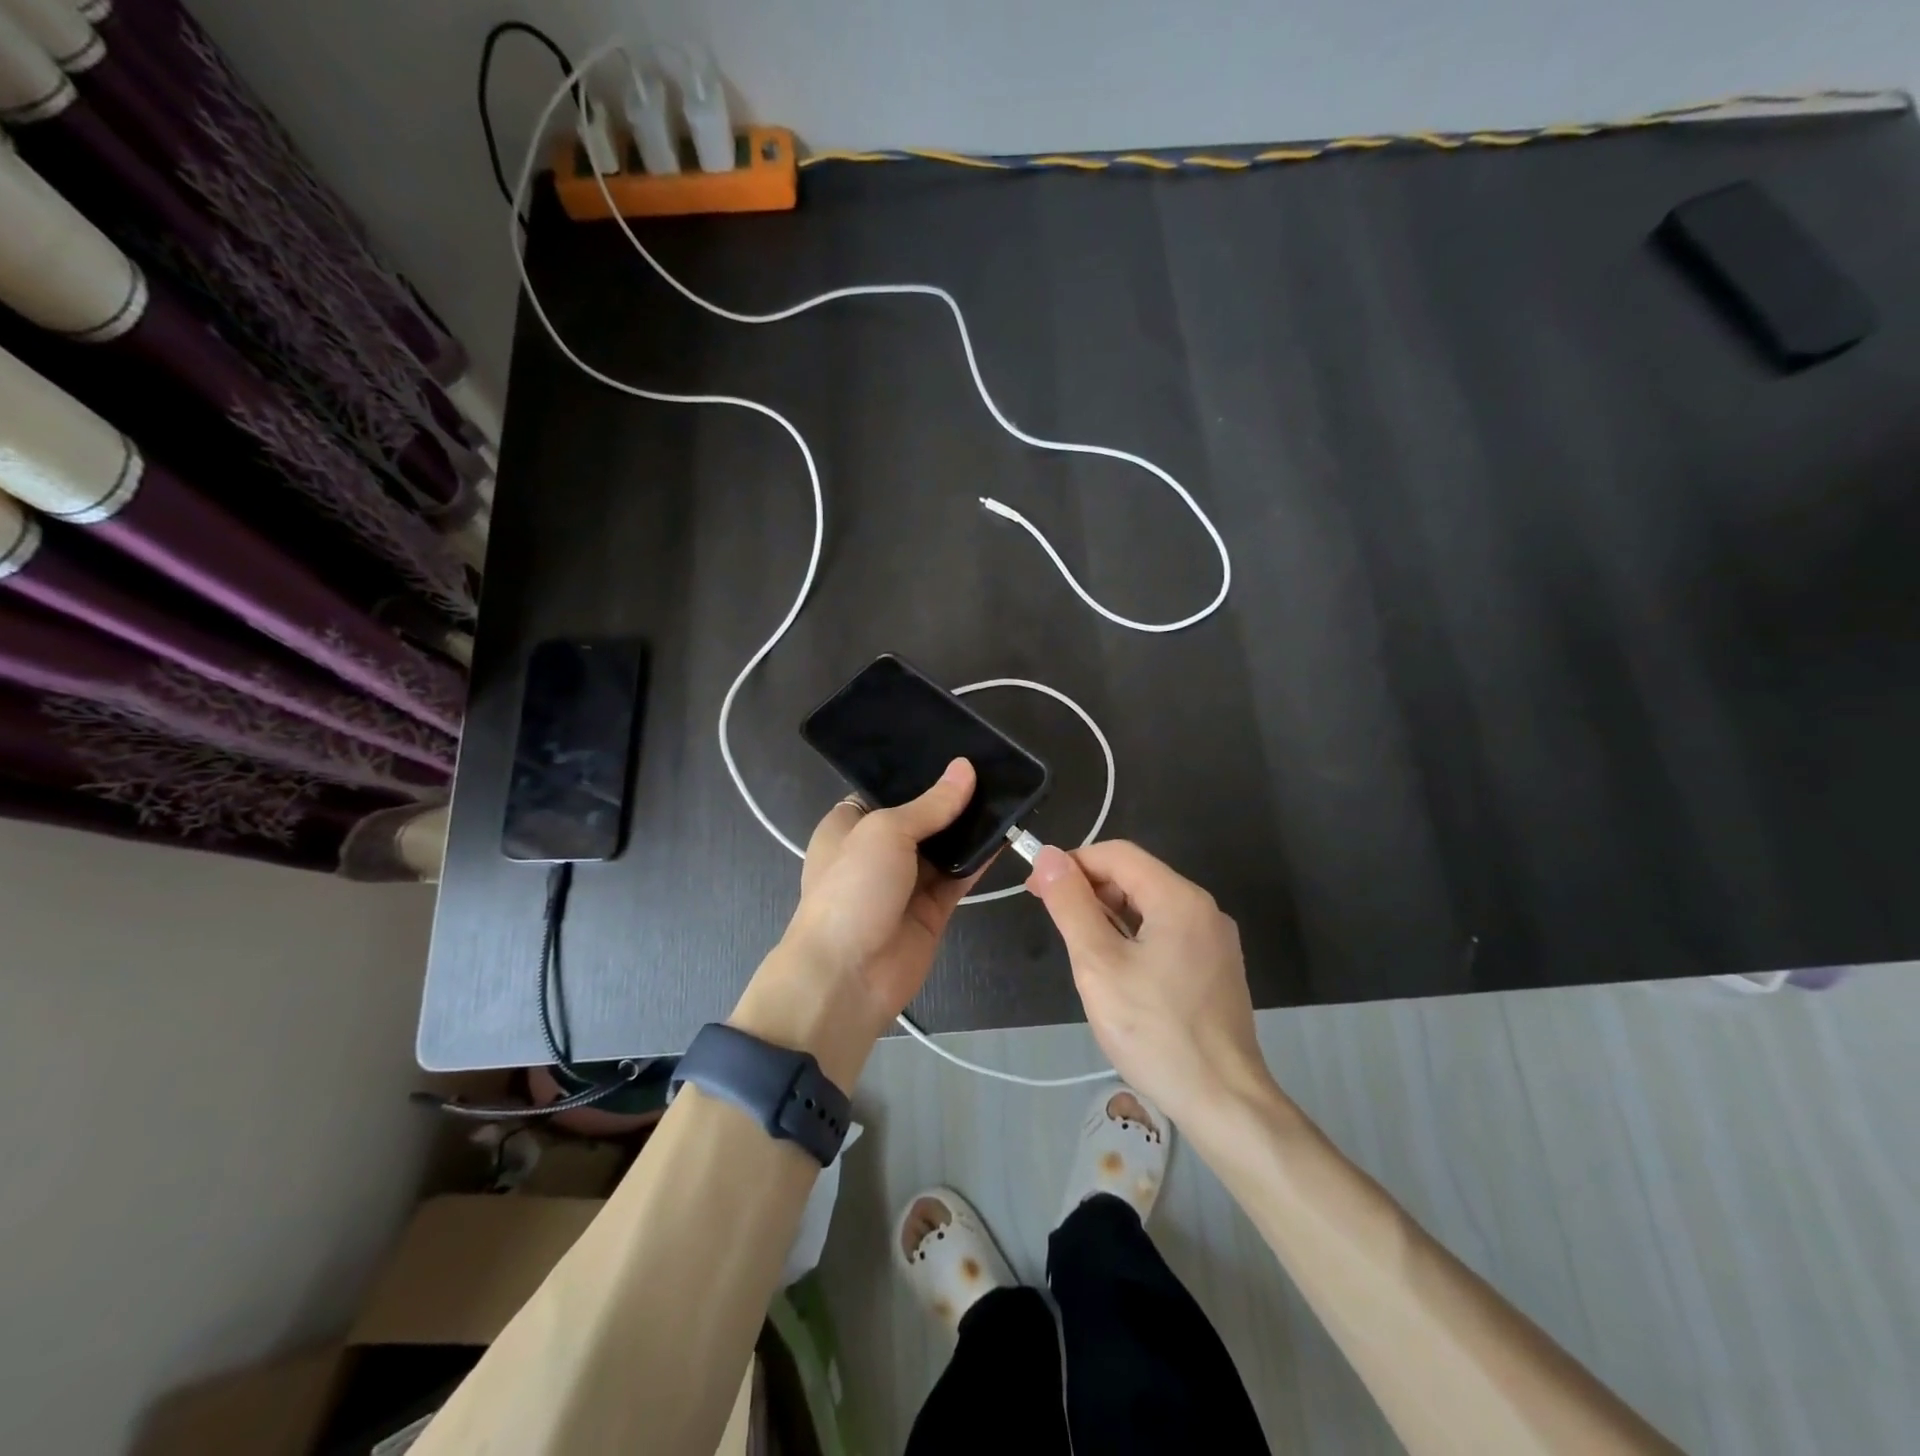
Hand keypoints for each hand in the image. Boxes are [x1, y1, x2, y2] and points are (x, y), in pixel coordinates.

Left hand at [735, 760, 982, 1081]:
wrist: (847, 976)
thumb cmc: (852, 889)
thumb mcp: (885, 832)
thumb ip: (930, 804)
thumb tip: (965, 768)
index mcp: (850, 824)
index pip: (887, 789)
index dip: (919, 772)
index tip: (957, 751)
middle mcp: (877, 849)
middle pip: (922, 817)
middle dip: (952, 797)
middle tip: (995, 766)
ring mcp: (906, 881)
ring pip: (945, 846)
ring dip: (971, 826)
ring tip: (1008, 791)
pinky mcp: (932, 908)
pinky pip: (961, 875)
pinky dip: (982, 858)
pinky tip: (1008, 833)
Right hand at [1026, 840, 1273, 1123]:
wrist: (1223, 1103)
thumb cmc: (1154, 1032)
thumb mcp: (1098, 964)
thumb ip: (1071, 905)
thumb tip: (1049, 856)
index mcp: (1179, 899)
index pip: (1118, 854)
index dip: (1073, 863)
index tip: (1037, 889)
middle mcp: (1202, 909)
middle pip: (1136, 877)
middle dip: (1090, 889)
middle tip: (1052, 919)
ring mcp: (1213, 940)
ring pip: (1150, 907)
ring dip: (1108, 914)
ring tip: (1079, 947)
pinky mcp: (1215, 968)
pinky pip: (1166, 933)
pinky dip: (1132, 936)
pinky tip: (1115, 969)